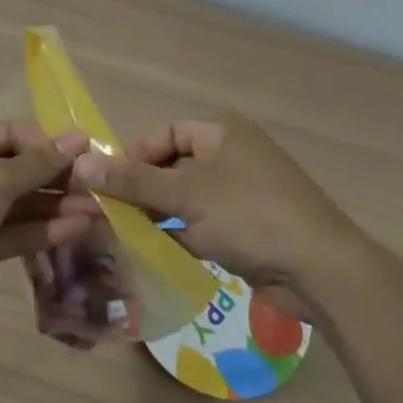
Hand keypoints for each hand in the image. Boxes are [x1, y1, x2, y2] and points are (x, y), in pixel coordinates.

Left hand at [0, 122, 93, 330]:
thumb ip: (36, 163)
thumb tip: (77, 139)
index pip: (14, 135)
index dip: (51, 143)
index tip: (90, 155)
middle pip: (20, 170)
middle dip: (59, 179)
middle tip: (102, 189)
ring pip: (20, 205)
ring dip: (57, 208)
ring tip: (100, 213)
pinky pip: (13, 233)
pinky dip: (42, 232)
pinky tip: (76, 231)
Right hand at [66, 117, 363, 315]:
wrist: (320, 269)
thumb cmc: (251, 215)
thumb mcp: (188, 194)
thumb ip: (134, 181)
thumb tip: (81, 164)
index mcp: (223, 135)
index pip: (167, 133)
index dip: (135, 153)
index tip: (105, 181)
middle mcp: (232, 158)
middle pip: (174, 167)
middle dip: (143, 188)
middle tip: (107, 212)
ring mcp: (241, 196)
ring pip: (186, 200)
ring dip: (158, 215)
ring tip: (121, 234)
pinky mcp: (246, 231)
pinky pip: (202, 227)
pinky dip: (179, 237)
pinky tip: (152, 253)